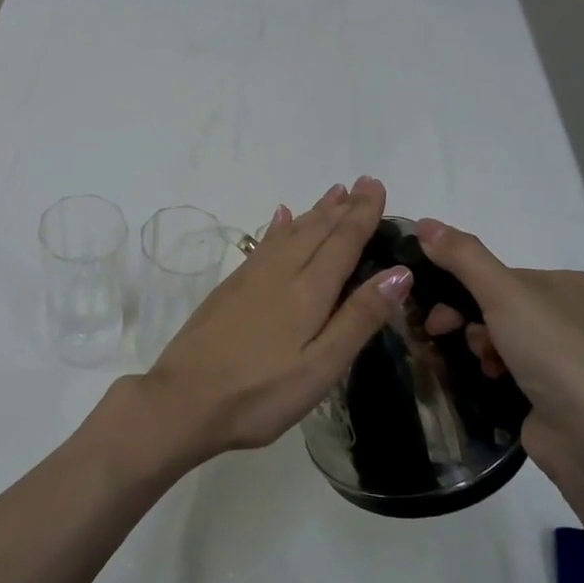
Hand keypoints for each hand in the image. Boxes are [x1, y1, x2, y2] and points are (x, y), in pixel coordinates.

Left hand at [138, 177, 411, 463]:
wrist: (184, 400)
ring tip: (333, 193)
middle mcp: (279, 273)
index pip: (342, 242)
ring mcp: (249, 278)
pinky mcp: (229, 289)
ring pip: (289, 233)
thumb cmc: (261, 394)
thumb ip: (358, 318)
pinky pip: (263, 244)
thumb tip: (399, 271)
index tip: (376, 186)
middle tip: (363, 183)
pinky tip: (280, 218)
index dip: (362, 214)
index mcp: (307, 292)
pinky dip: (277, 227)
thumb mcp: (321, 367)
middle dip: (342, 207)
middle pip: (316, 231)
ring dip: (314, 212)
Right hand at [412, 219, 583, 461]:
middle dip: (468, 319)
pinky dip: (493, 372)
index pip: (502, 276)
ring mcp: (568, 360)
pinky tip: (490, 380)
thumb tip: (424, 222)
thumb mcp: (503, 293)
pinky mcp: (558, 396)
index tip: (435, 307)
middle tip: (440, 332)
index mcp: (572, 286)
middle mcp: (575, 319)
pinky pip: (511, 370)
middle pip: (499, 307)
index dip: (463, 286)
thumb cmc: (555, 352)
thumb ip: (462, 257)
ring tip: (481, 364)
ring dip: (479, 347)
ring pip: (502, 340)